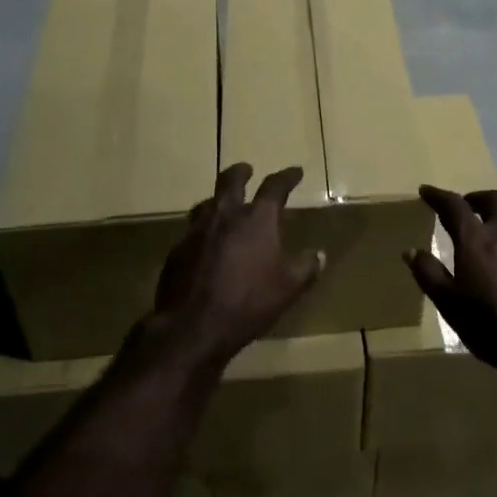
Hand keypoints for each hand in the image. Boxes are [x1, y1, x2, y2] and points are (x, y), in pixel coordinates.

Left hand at [153, 164, 324, 368]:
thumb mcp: (288, 289)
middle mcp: (225, 215)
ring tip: (224, 204)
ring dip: (218, 199)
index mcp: (256, 219)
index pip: (274, 187)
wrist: (192, 326)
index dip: (286, 177)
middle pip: (230, 180)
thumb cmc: (248, 303)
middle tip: (247, 170)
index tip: (295, 172)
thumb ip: (305, 268)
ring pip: (207, 202)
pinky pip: (192, 229)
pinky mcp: (177, 249)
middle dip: (241, 172)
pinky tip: (205, 242)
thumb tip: (319, 254)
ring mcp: (196, 230)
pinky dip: (203, 228)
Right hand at [404, 186, 496, 371]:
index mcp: (476, 240)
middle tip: (469, 207)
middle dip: (478, 199)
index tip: (426, 191)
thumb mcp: (449, 304)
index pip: (453, 206)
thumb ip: (429, 274)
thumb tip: (411, 251)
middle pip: (494, 200)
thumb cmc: (489, 324)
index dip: (438, 196)